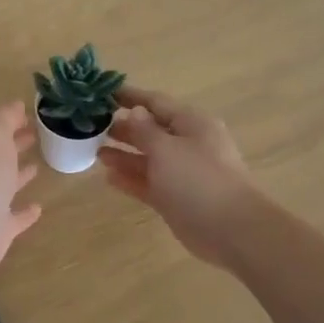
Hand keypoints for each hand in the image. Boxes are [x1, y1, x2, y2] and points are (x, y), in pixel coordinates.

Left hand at [0, 101, 42, 286]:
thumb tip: (15, 104)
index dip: (9, 124)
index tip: (30, 117)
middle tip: (36, 136)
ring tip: (37, 166)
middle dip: (14, 146)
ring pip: (4, 188)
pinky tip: (38, 208)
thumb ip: (3, 120)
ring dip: (18, 177)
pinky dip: (24, 214)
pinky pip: (13, 220)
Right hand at [100, 87, 262, 268]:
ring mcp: (182, 173)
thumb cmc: (198, 179)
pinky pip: (148, 183)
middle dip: (124, 127)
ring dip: (124, 154)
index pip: (156, 102)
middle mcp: (187, 145)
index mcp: (191, 123)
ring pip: (148, 159)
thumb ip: (145, 130)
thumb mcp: (167, 148)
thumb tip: (134, 111)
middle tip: (93, 126)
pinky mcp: (175, 198)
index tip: (103, 93)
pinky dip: (130, 179)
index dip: (130, 97)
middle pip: (151, 130)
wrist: (231, 229)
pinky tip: (108, 177)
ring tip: (96, 151)